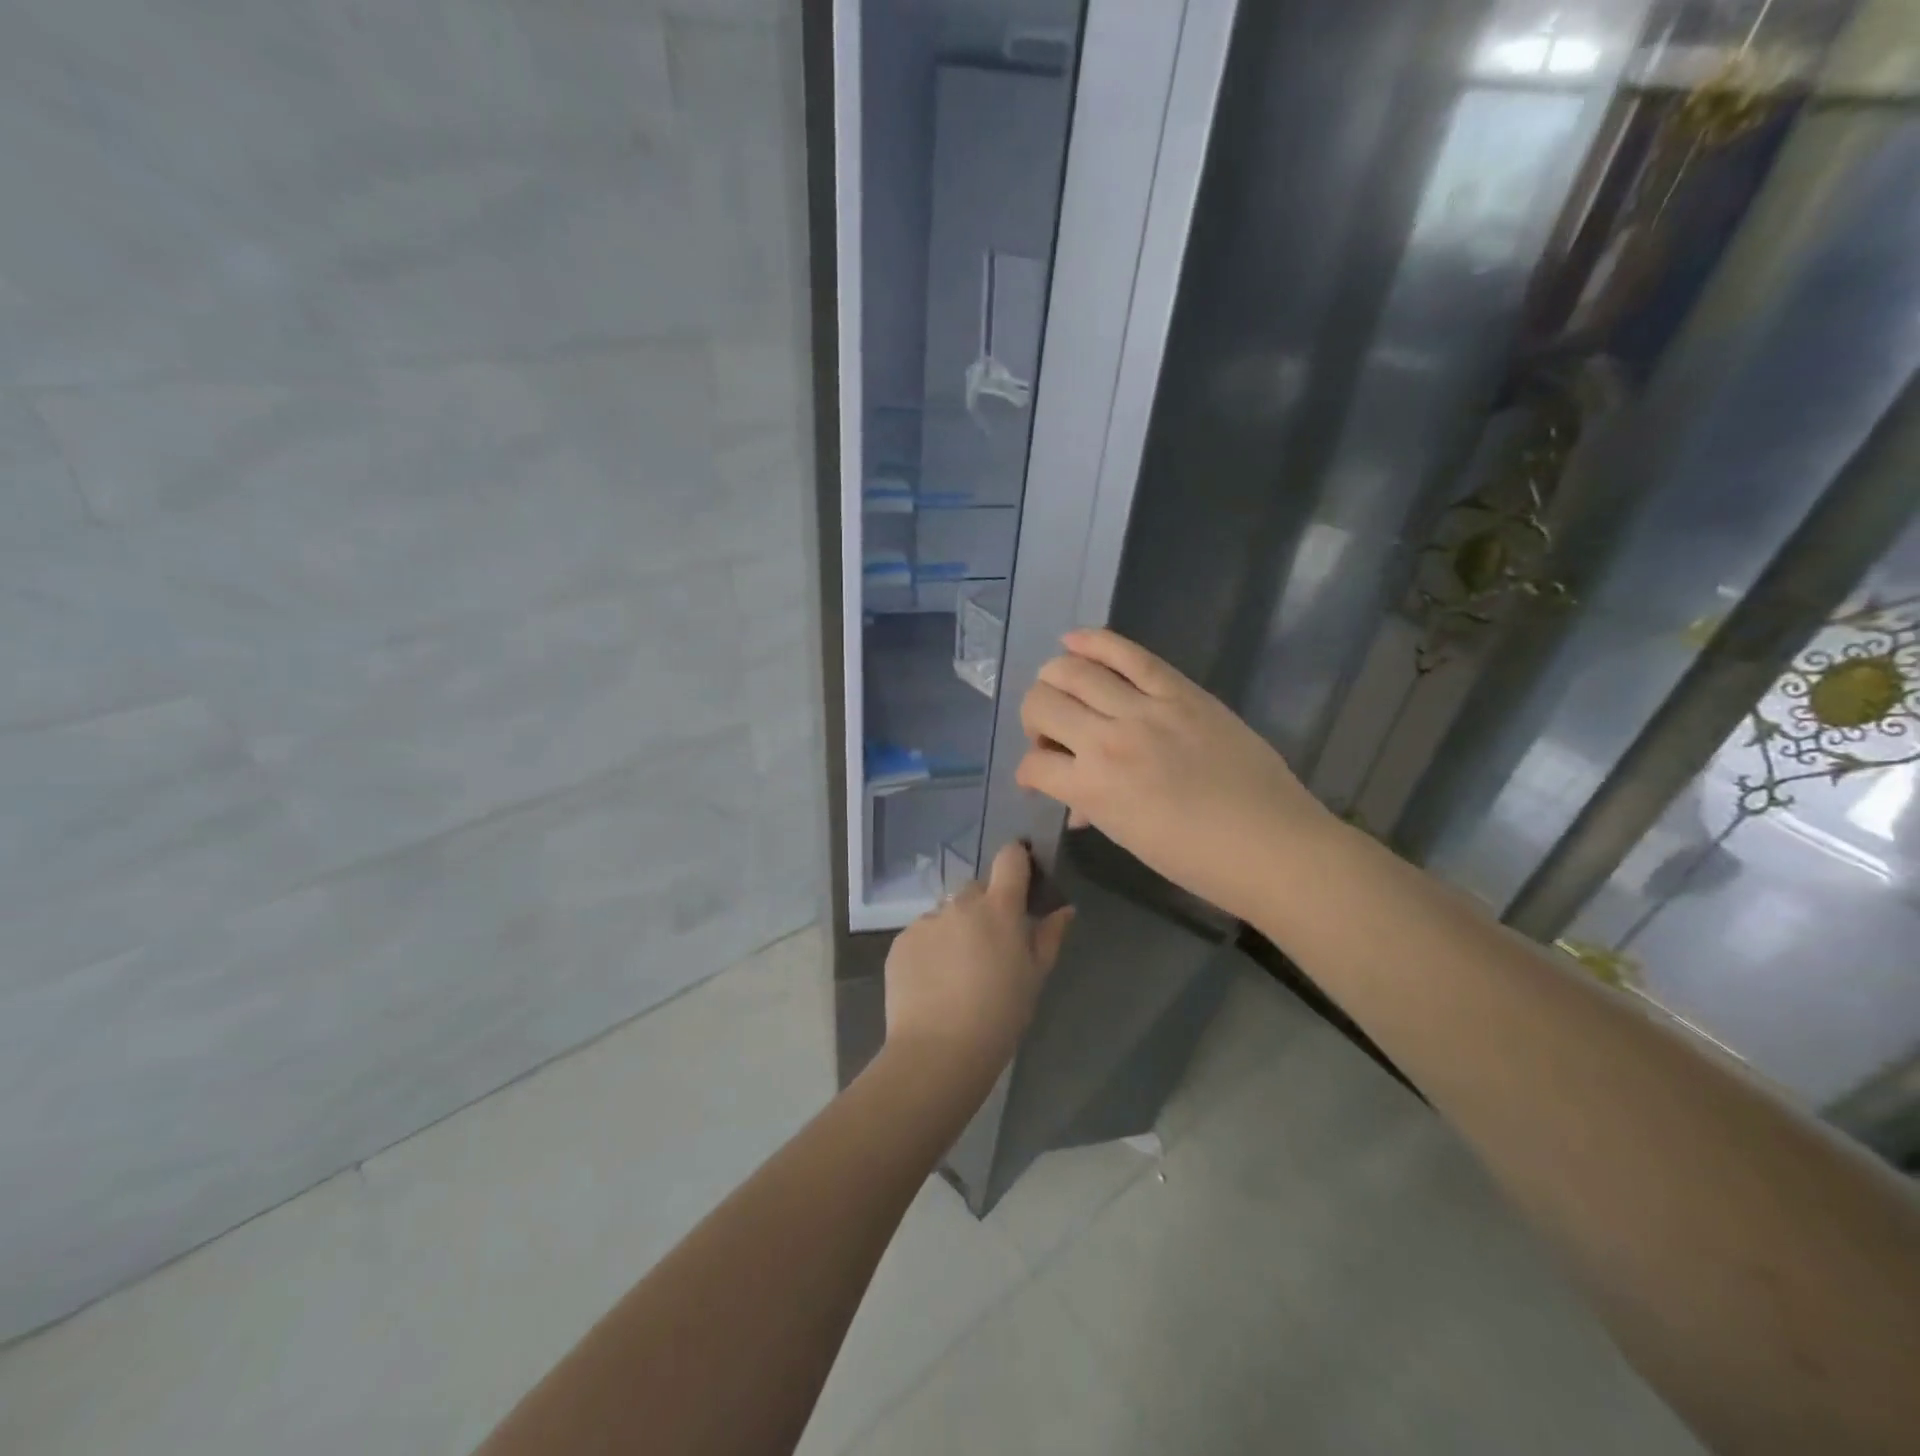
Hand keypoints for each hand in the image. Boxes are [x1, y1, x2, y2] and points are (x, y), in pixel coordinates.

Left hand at [884, 842, 1074, 1082]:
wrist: (938, 1050)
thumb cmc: (999, 1015)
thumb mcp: (1035, 977)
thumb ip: (1050, 936)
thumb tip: (1064, 909)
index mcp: (999, 908)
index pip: (1010, 858)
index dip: (1017, 860)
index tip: (1022, 879)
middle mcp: (960, 904)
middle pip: (976, 889)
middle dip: (985, 907)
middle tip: (990, 945)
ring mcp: (926, 921)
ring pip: (947, 913)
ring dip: (955, 929)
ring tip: (957, 971)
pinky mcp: (900, 942)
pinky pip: (922, 934)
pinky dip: (930, 949)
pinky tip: (934, 982)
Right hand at [1014, 627, 1333, 924]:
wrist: (1270, 843)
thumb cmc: (1196, 859)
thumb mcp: (1129, 838)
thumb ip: (1093, 809)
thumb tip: (1077, 804)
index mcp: (1092, 788)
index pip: (1032, 765)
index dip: (1028, 771)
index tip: (1040, 776)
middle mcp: (1106, 741)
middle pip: (1041, 704)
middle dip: (1034, 719)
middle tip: (1054, 733)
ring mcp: (1144, 709)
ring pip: (1072, 671)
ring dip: (1054, 679)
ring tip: (1062, 689)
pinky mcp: (1179, 690)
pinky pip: (1127, 653)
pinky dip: (1092, 642)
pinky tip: (1073, 640)